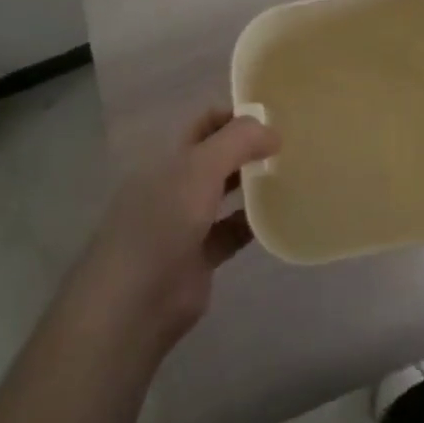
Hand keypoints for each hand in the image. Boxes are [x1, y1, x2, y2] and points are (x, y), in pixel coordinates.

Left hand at [73, 107, 278, 355]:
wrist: (133, 305)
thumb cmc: (162, 222)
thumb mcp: (200, 168)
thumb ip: (238, 141)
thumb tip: (273, 132)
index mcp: (168, 157)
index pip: (205, 123)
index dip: (235, 116)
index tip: (273, 117)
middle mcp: (176, 184)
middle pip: (217, 157)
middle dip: (248, 149)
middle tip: (289, 145)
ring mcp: (186, 222)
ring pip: (225, 193)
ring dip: (253, 184)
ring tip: (290, 174)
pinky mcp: (199, 258)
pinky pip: (232, 232)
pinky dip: (252, 223)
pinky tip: (278, 216)